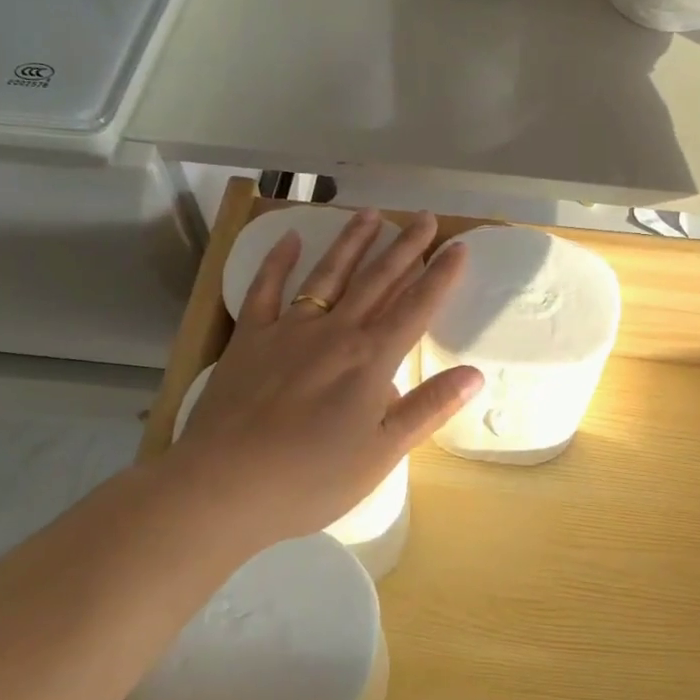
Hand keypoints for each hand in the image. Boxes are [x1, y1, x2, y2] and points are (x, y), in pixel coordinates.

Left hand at [166, 209, 481, 552]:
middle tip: (424, 218)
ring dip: (352, 242)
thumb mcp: (382, 453)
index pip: (416, 307)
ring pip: (328, 275)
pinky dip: (278, 261)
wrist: (225, 485)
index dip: (440, 276)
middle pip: (377, 280)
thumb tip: (475, 374)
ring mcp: (288, 330)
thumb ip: (428, 408)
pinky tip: (289, 239)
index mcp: (371, 359)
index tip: (458, 246)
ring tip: (371, 214)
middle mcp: (335, 332)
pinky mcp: (249, 338)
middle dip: (404, 247)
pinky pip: (265, 289)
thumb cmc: (311, 478)